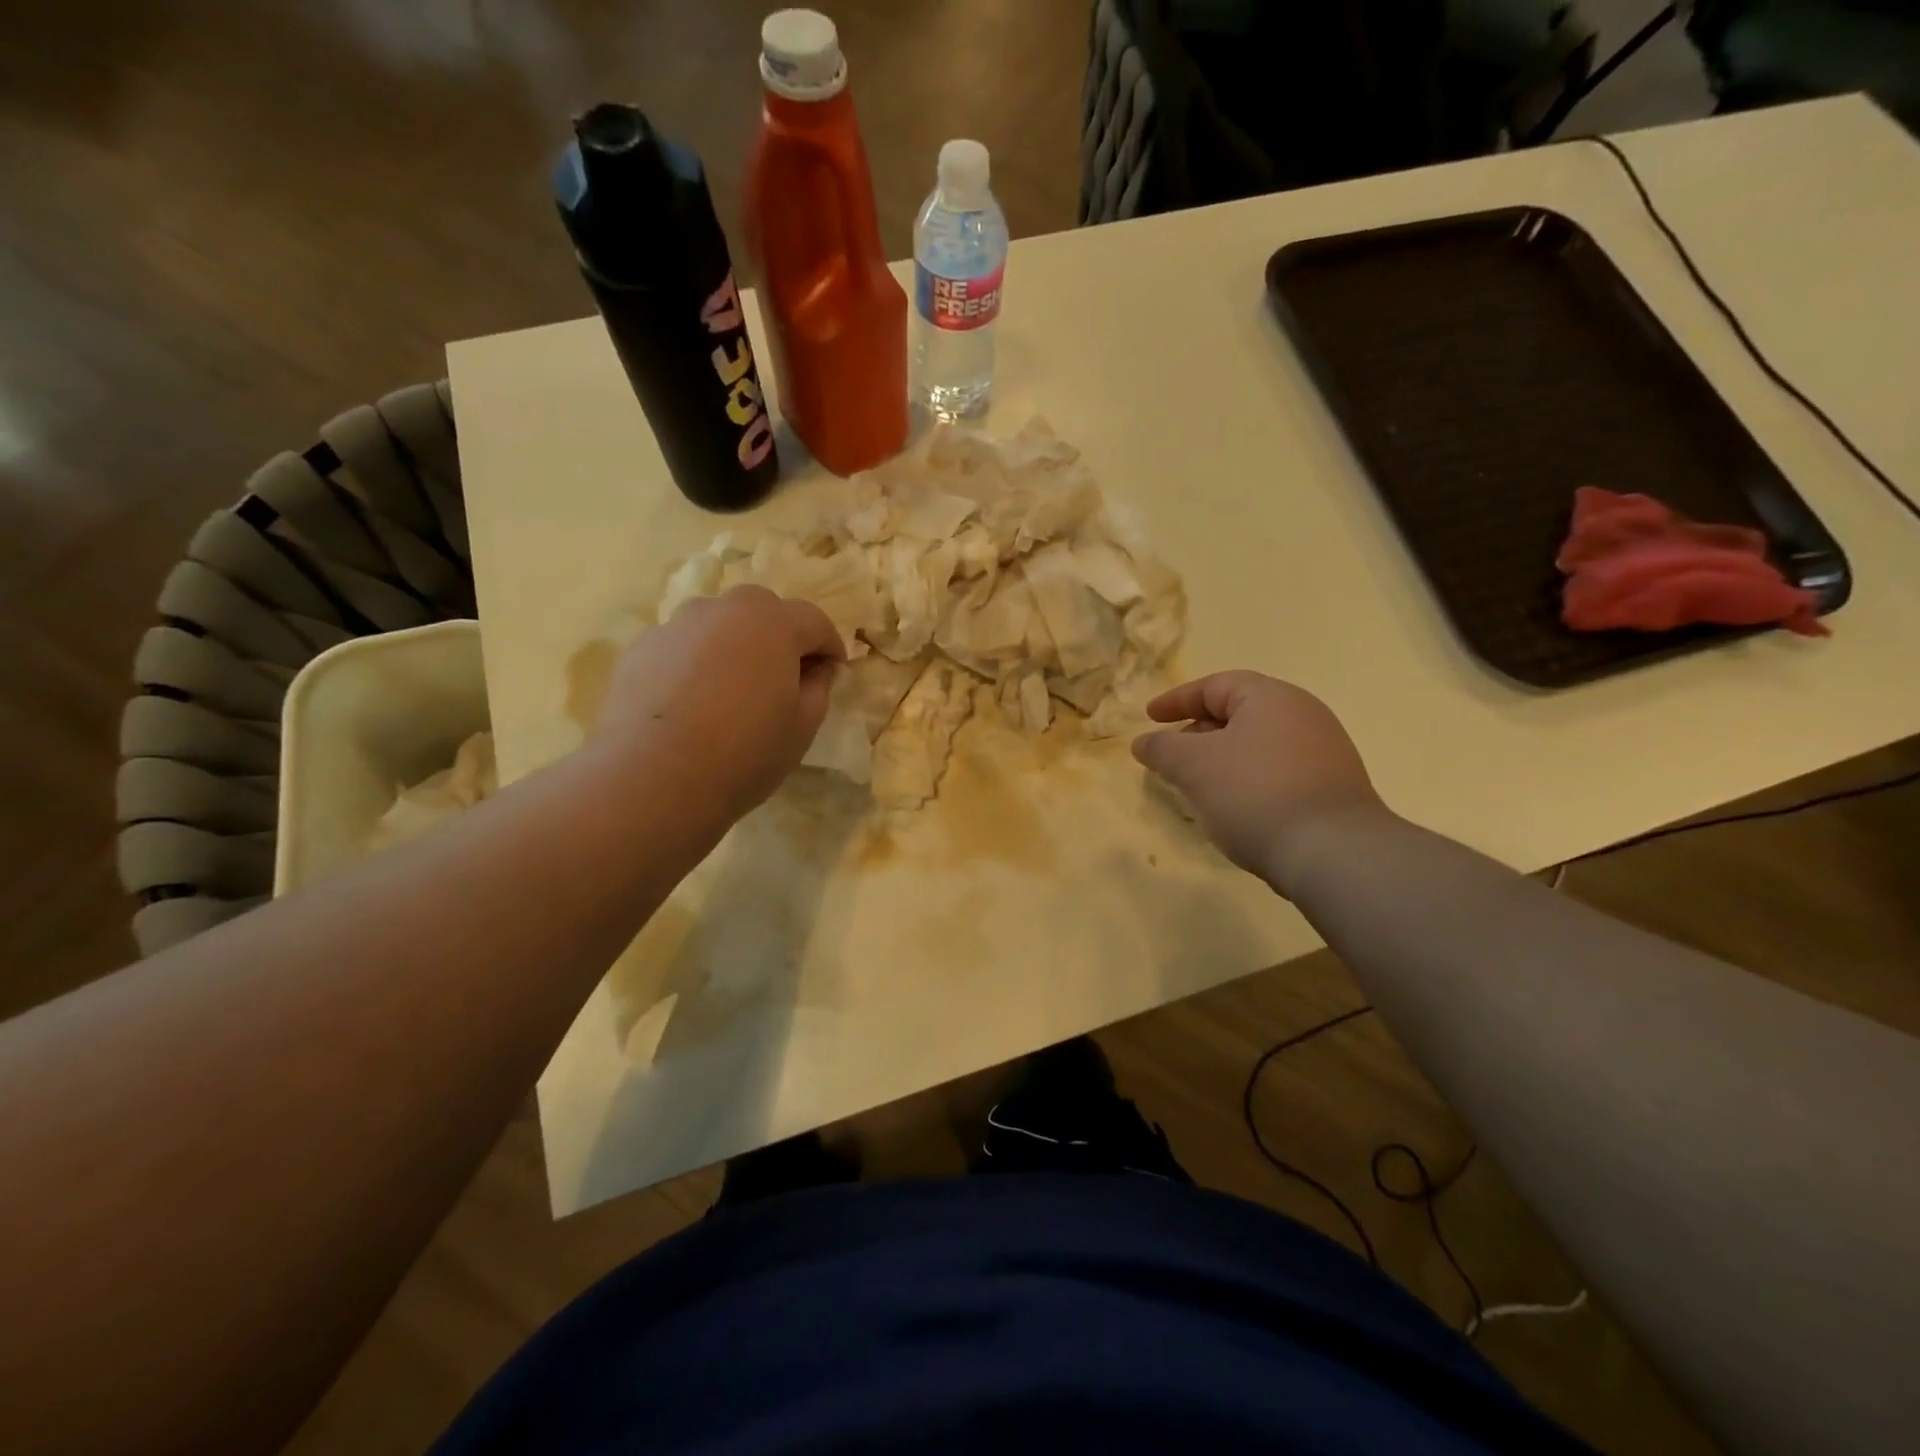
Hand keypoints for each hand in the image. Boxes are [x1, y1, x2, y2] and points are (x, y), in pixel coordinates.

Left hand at [594, 586, 844, 825]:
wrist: (654, 778)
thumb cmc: (745, 752)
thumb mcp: (803, 726)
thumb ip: (819, 687)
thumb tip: (816, 669)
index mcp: (772, 622)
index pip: (814, 621)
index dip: (830, 646)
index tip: (835, 671)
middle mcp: (723, 609)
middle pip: (763, 611)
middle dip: (780, 636)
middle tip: (784, 676)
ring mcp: (676, 625)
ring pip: (719, 625)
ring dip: (735, 645)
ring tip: (734, 688)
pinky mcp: (641, 648)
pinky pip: (683, 646)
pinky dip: (696, 662)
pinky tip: (694, 702)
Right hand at [1131, 671, 1386, 889]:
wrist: (1333, 852)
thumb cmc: (1254, 793)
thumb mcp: (1194, 766)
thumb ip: (1162, 749)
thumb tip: (1143, 742)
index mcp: (1271, 698)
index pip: (1215, 686)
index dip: (1177, 700)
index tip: (1149, 718)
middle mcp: (1303, 715)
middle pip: (1239, 713)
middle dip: (1198, 732)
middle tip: (1170, 756)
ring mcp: (1324, 753)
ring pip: (1257, 746)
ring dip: (1222, 760)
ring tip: (1197, 786)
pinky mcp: (1332, 788)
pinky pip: (1276, 772)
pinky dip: (1247, 780)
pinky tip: (1234, 808)